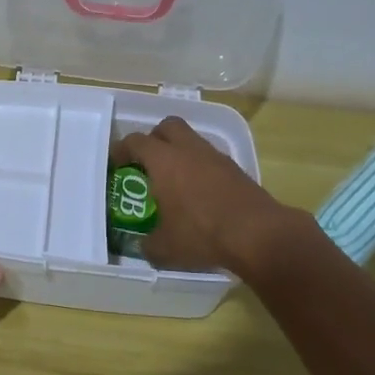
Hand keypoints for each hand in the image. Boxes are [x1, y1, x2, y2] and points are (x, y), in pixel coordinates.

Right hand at [114, 116, 297, 275]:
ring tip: (174, 179)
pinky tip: (199, 193)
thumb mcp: (166, 248)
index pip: (136, 142)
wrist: (258, 234)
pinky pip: (210, 158)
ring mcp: (215, 157)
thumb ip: (148, 244)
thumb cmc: (202, 234)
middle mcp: (189, 150)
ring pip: (192, 140)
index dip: (122, 149)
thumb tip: (143, 245)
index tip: (116, 162)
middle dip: (154, 138)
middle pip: (167, 126)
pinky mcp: (235, 169)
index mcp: (164, 161)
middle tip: (147, 161)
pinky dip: (200, 167)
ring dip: (179, 152)